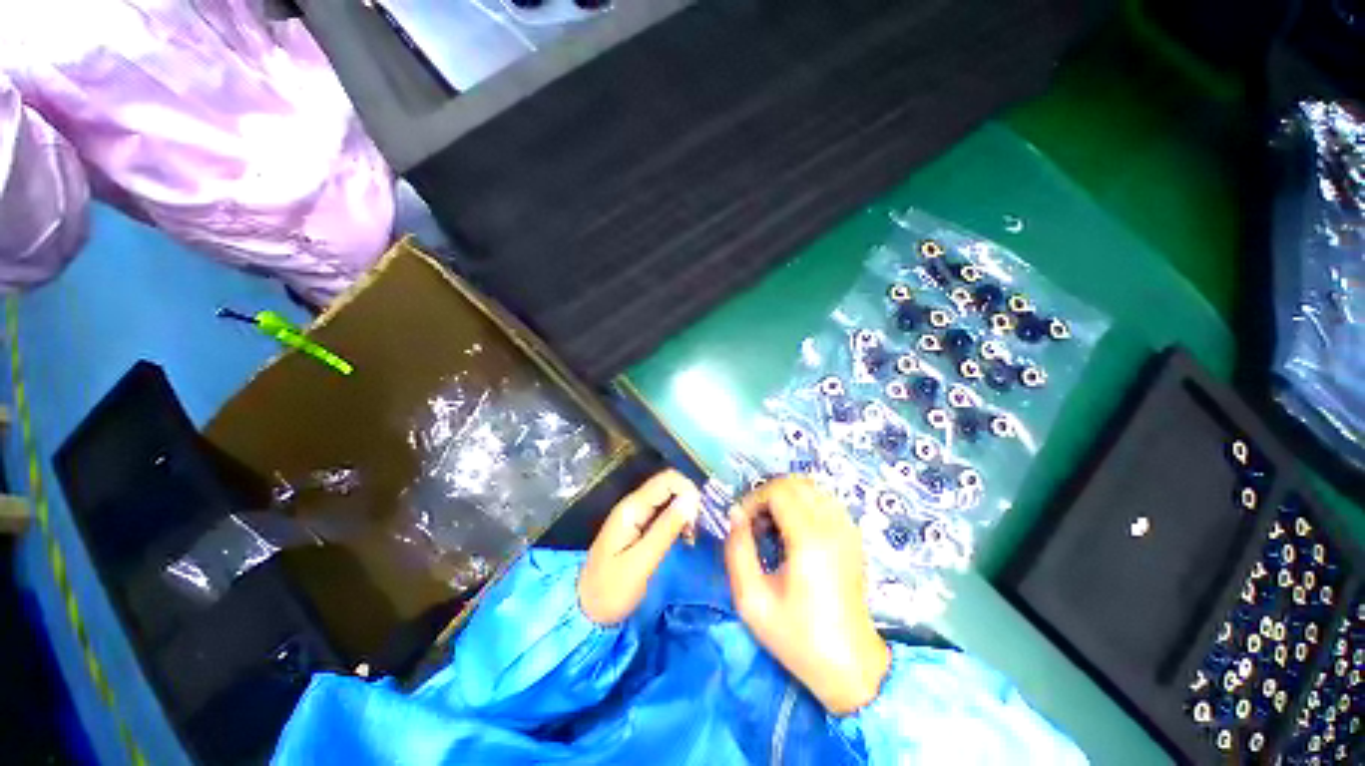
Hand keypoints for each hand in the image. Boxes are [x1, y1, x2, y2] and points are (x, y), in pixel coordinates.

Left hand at [578, 470, 700, 625]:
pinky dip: (679, 520)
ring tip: (691, 537)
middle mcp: (634, 504)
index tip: (698, 517)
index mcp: (632, 508)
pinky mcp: (640, 525)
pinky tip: (685, 538)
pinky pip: (665, 512)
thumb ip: (666, 529)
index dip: (688, 490)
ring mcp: (637, 514)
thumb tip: (691, 499)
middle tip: (696, 530)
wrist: (586, 610)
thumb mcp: (641, 562)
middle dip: (688, 501)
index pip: (667, 479)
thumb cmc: (611, 589)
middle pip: (669, 485)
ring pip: (669, 498)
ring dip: (685, 511)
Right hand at [724, 476, 890, 714]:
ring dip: (786, 498)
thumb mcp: (752, 600)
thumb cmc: (797, 636)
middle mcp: (832, 527)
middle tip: (755, 521)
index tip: (742, 521)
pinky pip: (825, 502)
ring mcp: (847, 530)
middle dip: (768, 494)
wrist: (849, 665)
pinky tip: (794, 530)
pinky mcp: (853, 538)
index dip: (754, 498)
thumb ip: (737, 551)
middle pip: (796, 483)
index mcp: (809, 540)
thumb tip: (735, 515)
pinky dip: (804, 504)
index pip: (779, 490)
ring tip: (773, 525)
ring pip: (812, 488)